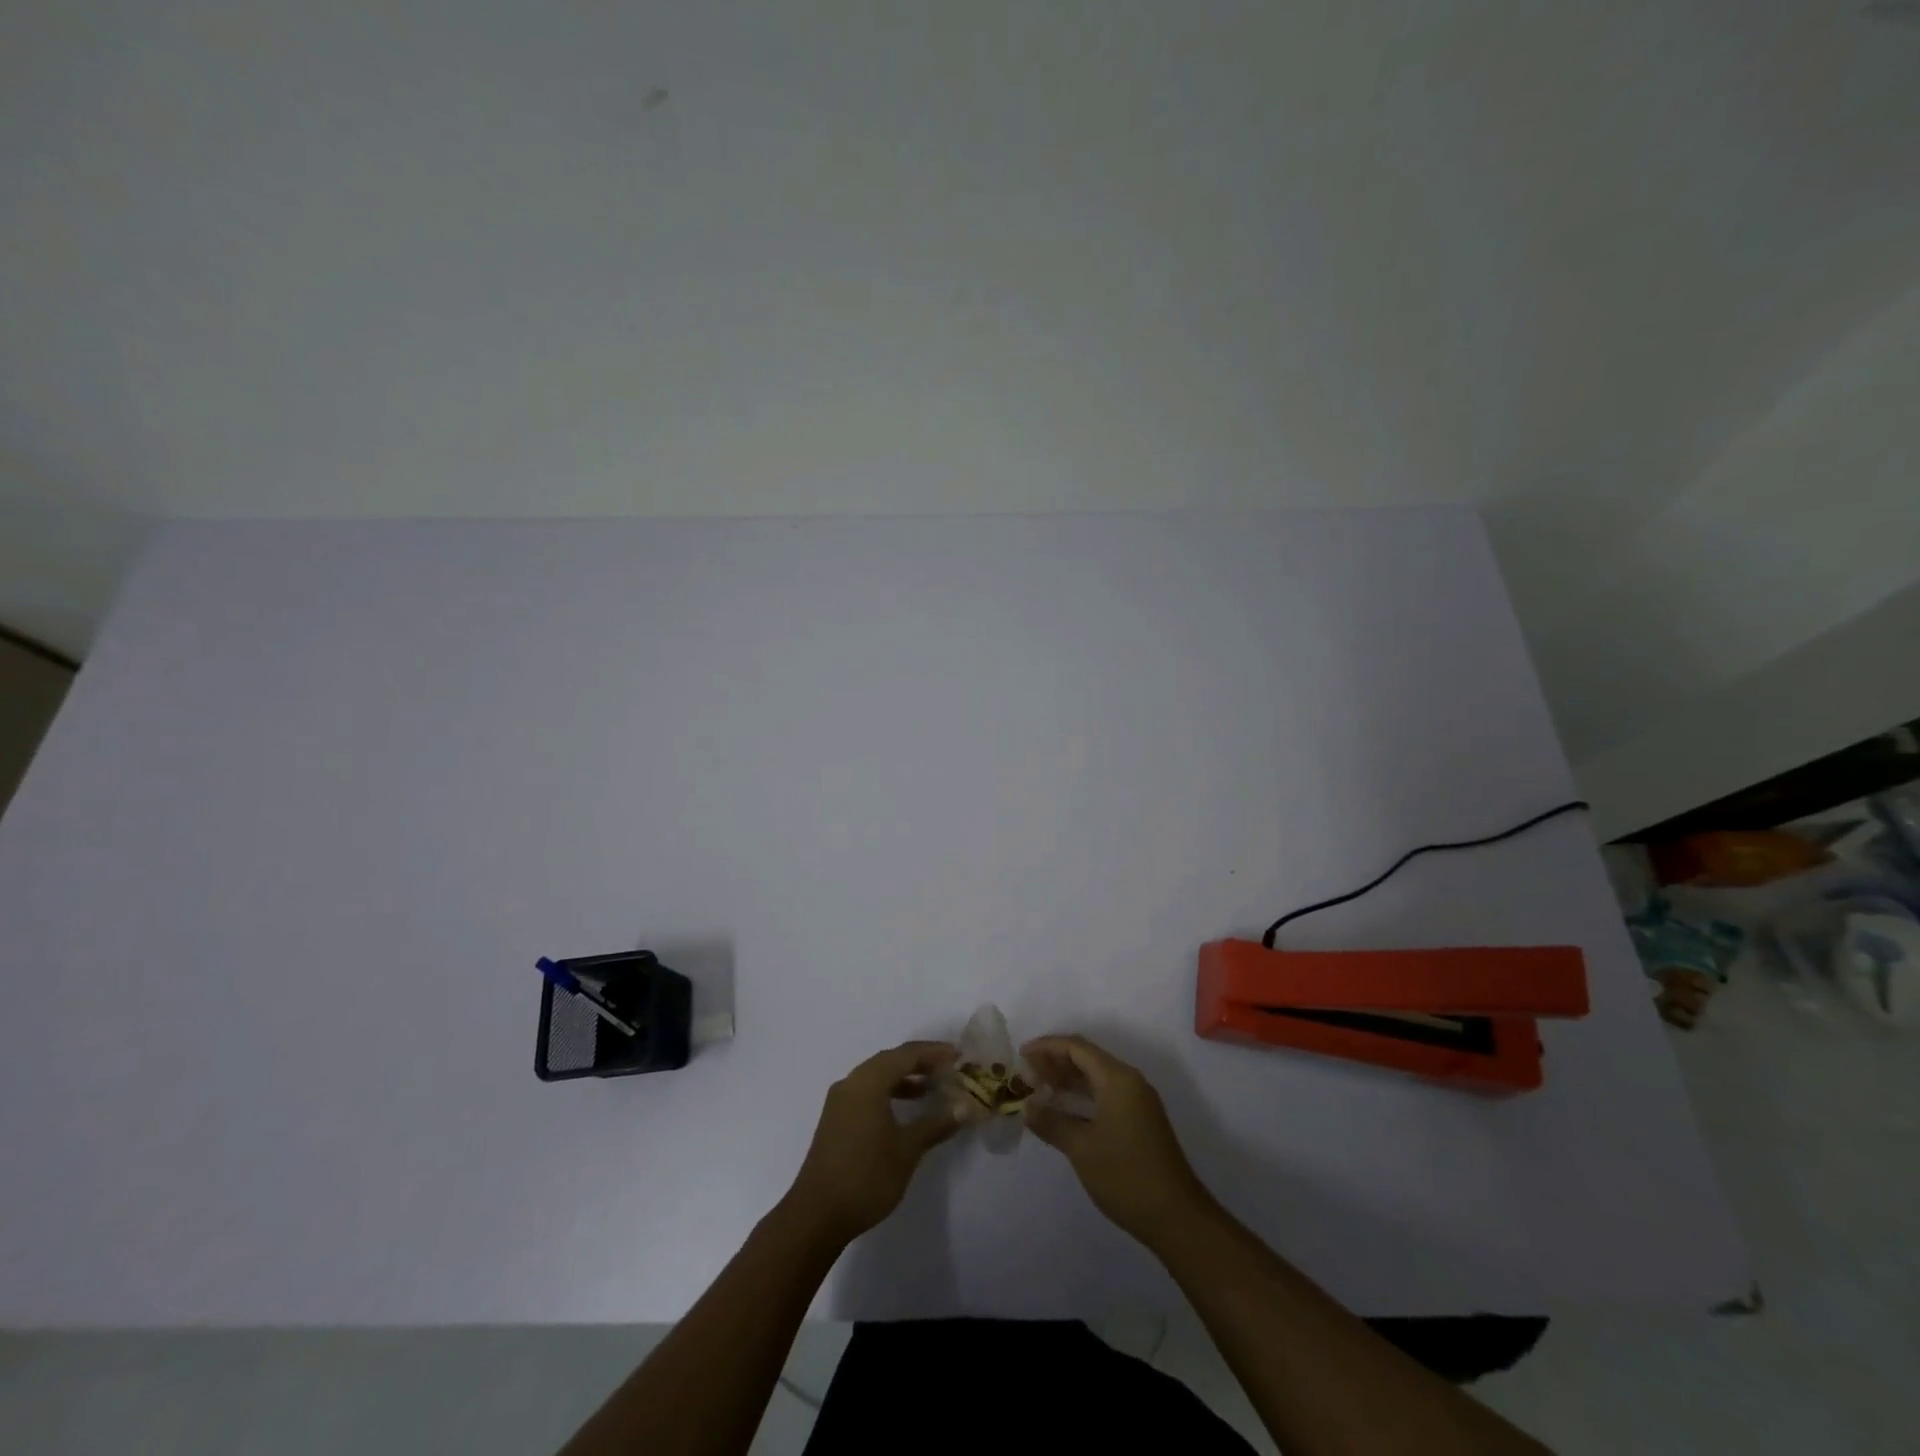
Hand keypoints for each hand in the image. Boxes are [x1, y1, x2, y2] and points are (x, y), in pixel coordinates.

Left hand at [784, 1041, 962, 1244]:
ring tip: (932, 1088)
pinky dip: (889, 1093)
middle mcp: (852, 1082)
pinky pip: (867, 1092)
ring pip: (877, 1076)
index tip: (959, 1056)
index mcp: (868, 1082)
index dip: (934, 1052)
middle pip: (890, 1060)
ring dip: (904, 1078)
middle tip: (949, 1068)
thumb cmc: (866, 1176)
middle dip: (920, 1062)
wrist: (817, 1215)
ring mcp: (840, 1101)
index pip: (906, 1054)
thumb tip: (964, 1107)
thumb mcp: (907, 1150)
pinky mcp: (836, 1119)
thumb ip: (935, 1124)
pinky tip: (905, 1110)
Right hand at [1022, 1034, 1211, 1248]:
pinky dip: (1082, 1095)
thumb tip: (1027, 1107)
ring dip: (1068, 1079)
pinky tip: (1065, 1110)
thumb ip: (1051, 1122)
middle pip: (1087, 1058)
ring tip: (1040, 1089)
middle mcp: (1129, 1081)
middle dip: (1056, 1062)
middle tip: (1027, 1074)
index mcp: (1117, 1078)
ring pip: (1097, 1076)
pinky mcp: (1140, 1120)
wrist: (1177, 1217)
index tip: (1021, 1056)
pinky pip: (1105, 1093)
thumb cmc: (1126, 1175)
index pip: (1076, 1047)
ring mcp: (1138, 1101)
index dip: (1047, 1047)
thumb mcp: (1081, 1148)